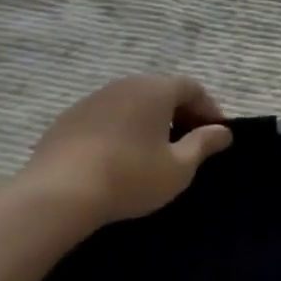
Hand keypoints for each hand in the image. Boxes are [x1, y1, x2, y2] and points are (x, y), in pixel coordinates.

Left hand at [20, 75, 232, 224]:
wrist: (58, 194)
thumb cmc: (130, 177)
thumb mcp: (178, 168)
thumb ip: (203, 144)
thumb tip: (222, 131)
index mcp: (155, 90)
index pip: (192, 88)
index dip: (209, 109)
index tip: (216, 135)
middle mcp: (124, 85)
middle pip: (161, 91)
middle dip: (180, 113)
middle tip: (190, 142)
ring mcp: (92, 100)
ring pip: (132, 103)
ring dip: (149, 120)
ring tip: (155, 150)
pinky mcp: (68, 119)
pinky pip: (107, 117)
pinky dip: (121, 129)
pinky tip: (120, 157)